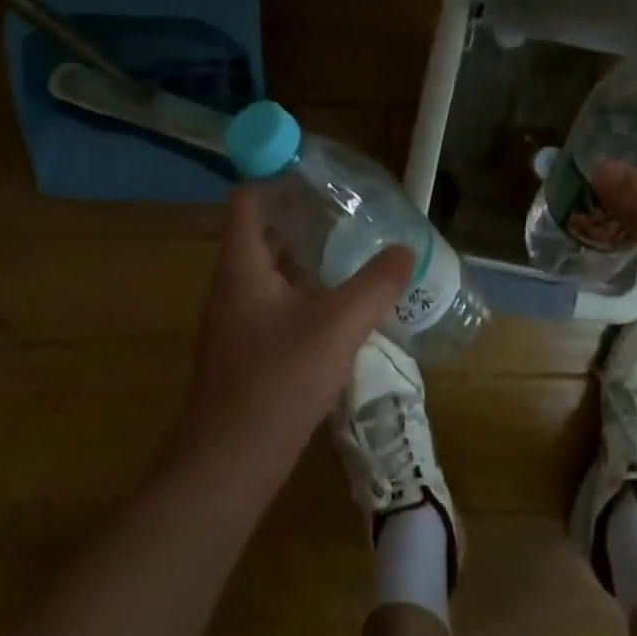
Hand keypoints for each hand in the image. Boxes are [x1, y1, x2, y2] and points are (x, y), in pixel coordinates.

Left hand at [168, 186, 413, 484]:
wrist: (231, 461)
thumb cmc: (278, 380)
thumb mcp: (338, 325)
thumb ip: (375, 284)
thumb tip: (404, 250)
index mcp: (242, 266)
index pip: (249, 199)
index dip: (278, 178)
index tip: (320, 174)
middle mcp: (233, 285)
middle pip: (263, 233)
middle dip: (304, 218)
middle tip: (351, 211)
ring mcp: (237, 320)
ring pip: (272, 271)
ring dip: (308, 257)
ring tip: (354, 250)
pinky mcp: (248, 349)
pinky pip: (277, 303)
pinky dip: (306, 292)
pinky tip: (342, 305)